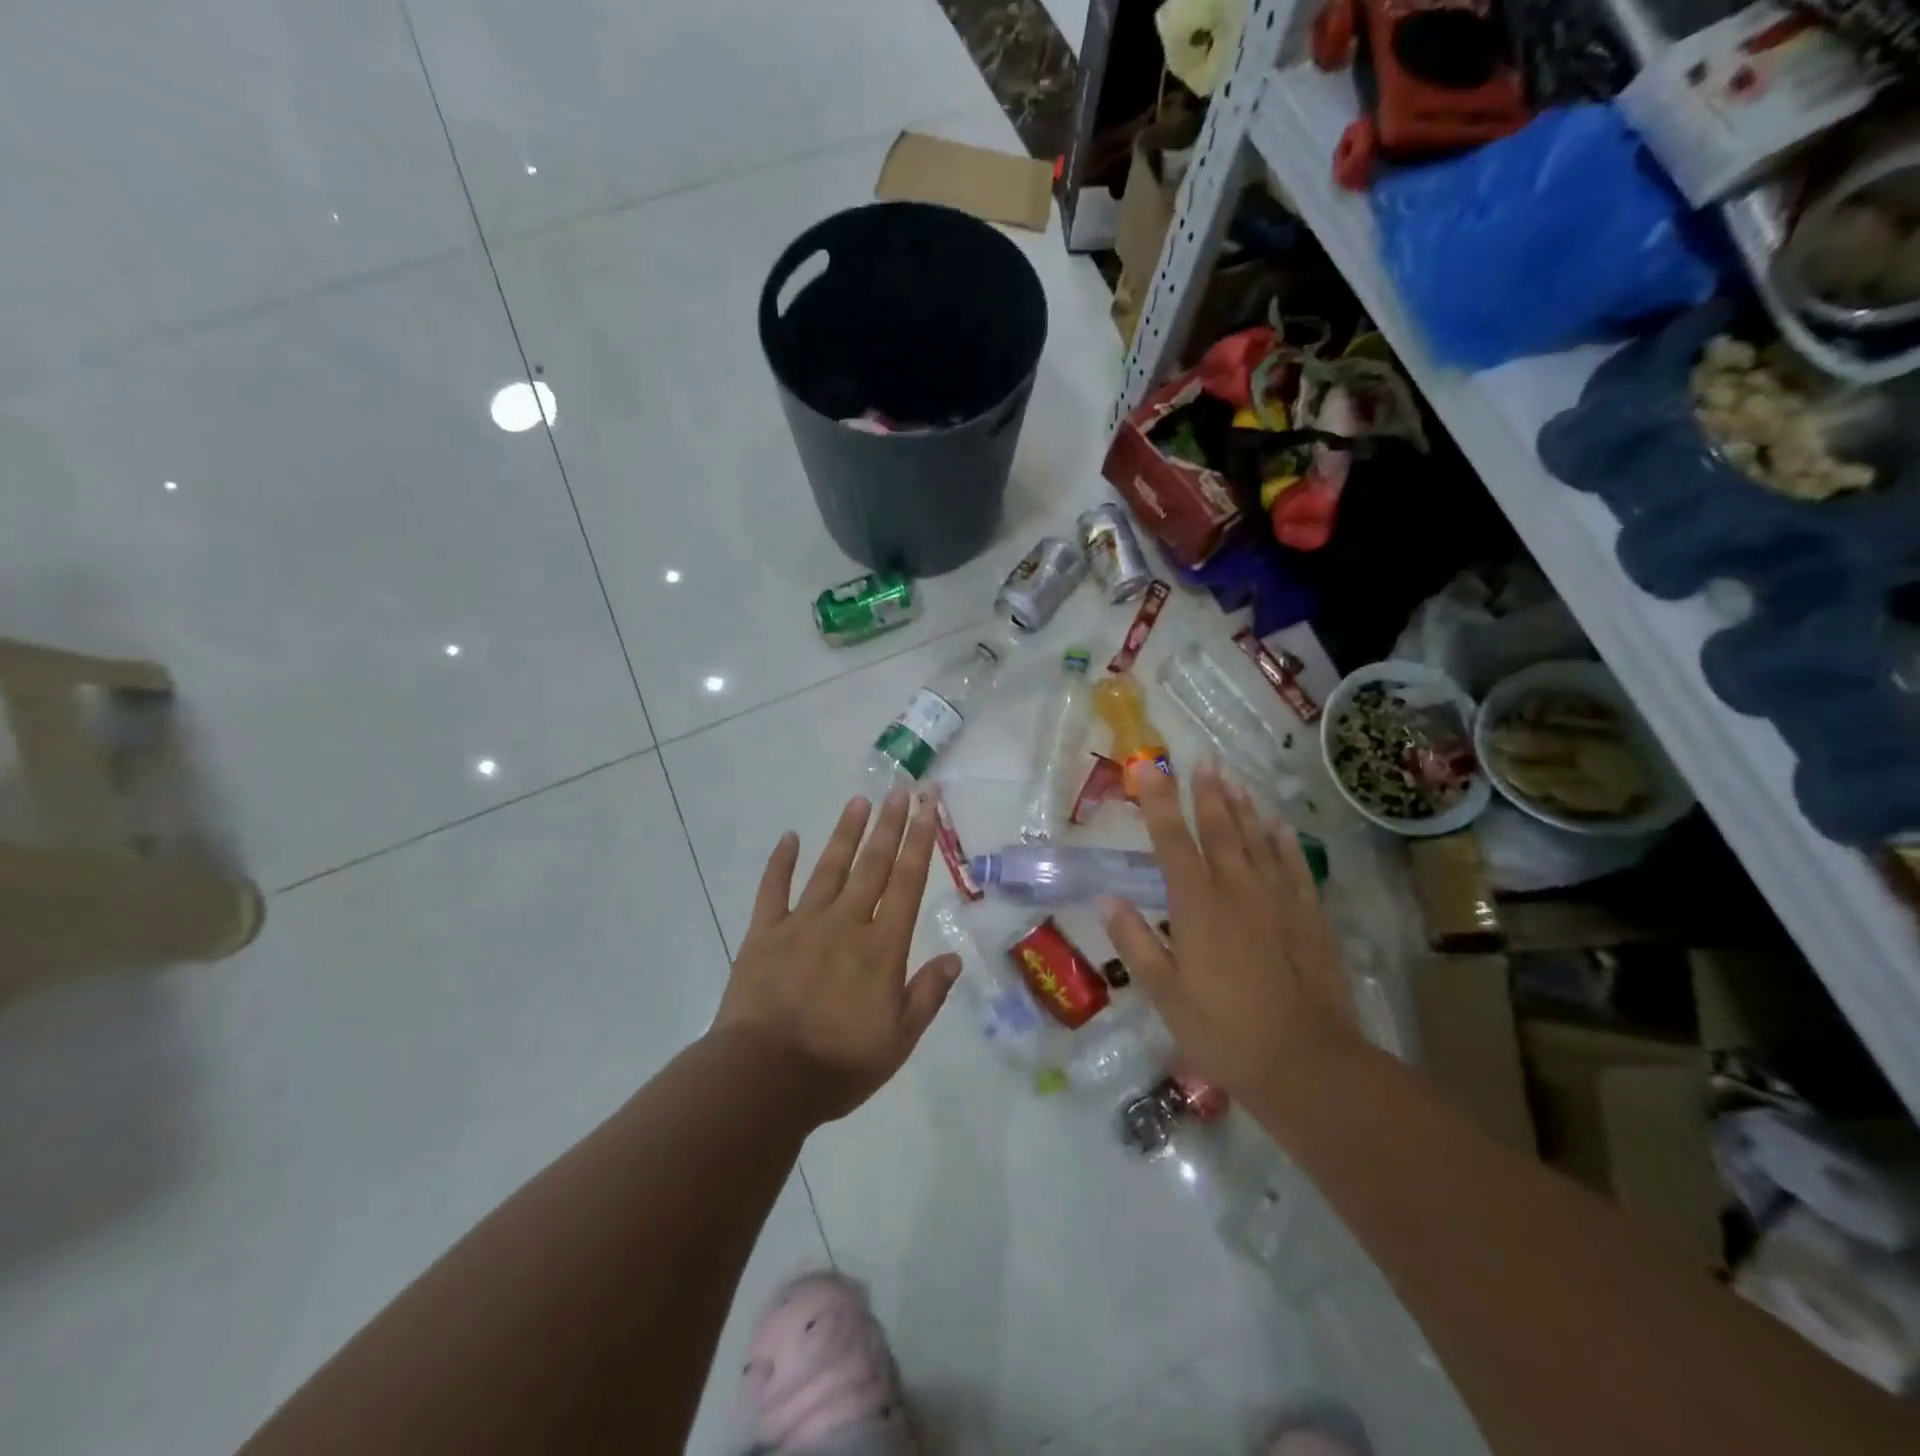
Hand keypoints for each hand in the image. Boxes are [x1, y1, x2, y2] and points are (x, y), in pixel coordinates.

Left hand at [714, 787, 960, 1123]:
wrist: (764, 1078)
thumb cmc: (838, 1064)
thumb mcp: (898, 1040)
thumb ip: (927, 995)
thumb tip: (954, 958)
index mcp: (881, 947)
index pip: (907, 882)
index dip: (920, 840)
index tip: (927, 805)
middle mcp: (845, 923)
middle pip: (872, 865)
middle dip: (889, 825)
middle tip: (899, 789)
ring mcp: (802, 924)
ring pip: (830, 868)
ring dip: (846, 833)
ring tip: (859, 801)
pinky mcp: (764, 934)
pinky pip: (773, 890)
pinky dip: (780, 862)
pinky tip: (789, 837)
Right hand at [1101, 761, 1358, 1096]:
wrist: (1307, 1062)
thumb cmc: (1224, 1031)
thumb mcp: (1165, 994)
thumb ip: (1135, 942)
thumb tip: (1106, 899)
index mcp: (1197, 906)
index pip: (1172, 842)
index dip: (1159, 803)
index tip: (1150, 769)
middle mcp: (1237, 890)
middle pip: (1219, 830)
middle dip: (1207, 793)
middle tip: (1202, 762)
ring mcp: (1278, 900)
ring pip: (1257, 840)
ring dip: (1243, 808)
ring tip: (1233, 780)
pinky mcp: (1309, 916)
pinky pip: (1295, 866)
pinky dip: (1285, 842)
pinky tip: (1280, 825)